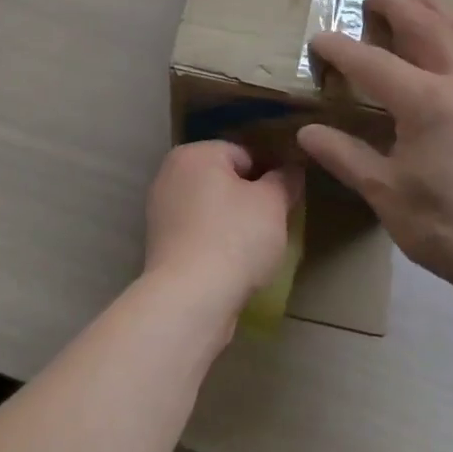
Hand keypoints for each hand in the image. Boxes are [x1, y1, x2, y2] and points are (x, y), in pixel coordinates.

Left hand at [144, 141, 302, 318]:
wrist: (190, 299)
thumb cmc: (234, 239)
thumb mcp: (272, 204)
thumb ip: (284, 179)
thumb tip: (292, 168)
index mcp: (194, 153)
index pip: (245, 153)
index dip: (271, 174)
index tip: (287, 198)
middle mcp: (170, 174)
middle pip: (225, 179)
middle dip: (251, 197)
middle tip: (276, 222)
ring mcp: (161, 210)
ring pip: (212, 207)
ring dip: (234, 221)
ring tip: (257, 247)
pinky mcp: (161, 244)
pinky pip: (199, 232)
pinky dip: (216, 241)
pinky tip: (234, 262)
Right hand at [297, 0, 452, 299]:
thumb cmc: (448, 227)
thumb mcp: (385, 194)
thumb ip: (345, 156)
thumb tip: (306, 133)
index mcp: (426, 102)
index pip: (372, 63)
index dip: (341, 49)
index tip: (320, 38)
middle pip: (425, 28)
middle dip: (395, 7)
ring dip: (439, 9)